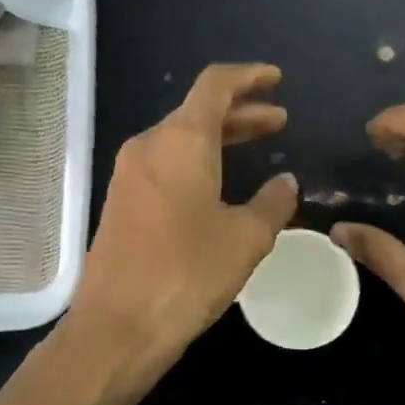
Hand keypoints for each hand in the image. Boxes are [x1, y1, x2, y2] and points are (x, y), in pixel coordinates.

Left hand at [0, 63, 297, 404]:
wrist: (118, 326)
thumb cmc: (188, 273)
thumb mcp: (246, 238)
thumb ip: (272, 203)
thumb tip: (285, 182)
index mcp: (180, 140)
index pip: (215, 85)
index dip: (249, 77)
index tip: (276, 80)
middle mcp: (149, 146)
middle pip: (197, 112)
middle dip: (241, 112)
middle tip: (278, 121)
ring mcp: (129, 175)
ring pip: (181, 140)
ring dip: (219, 139)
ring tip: (255, 147)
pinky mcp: (122, 204)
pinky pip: (166, 166)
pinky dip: (198, 163)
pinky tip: (219, 186)